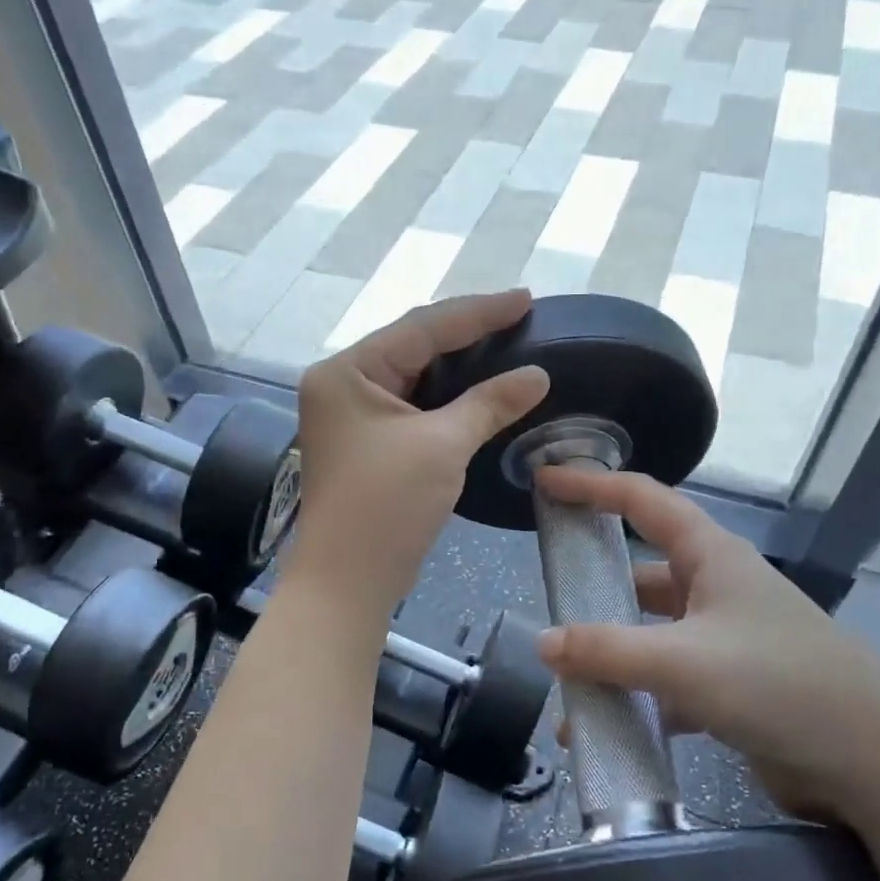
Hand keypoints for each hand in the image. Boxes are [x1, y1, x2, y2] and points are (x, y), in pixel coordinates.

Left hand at [288, 290, 549, 613]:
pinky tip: (478, 387)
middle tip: (520, 317)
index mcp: (347, 371)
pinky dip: (446, 396)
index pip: (421, 327)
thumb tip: (537, 375)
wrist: (347, 581)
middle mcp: (342, 383)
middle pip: (413, 345)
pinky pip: (411, 403)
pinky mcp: (365, 441)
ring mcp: (350, 414)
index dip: (478, 312)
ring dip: (458, 364)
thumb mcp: (442, 446)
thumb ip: (489, 402)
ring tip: (505, 342)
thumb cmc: (387, 506)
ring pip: (413, 375)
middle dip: (467, 332)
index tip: (526, 298)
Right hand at [533, 468, 879, 818]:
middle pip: (640, 574)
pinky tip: (604, 735)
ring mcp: (725, 640)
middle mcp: (716, 588)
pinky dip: (635, 701)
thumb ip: (607, 652)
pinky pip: (667, 683)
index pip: (642, 499)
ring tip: (565, 691)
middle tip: (545, 607)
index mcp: (711, 556)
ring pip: (650, 636)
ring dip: (610, 660)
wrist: (878, 767)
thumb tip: (542, 643)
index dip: (591, 484)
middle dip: (593, 591)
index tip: (544, 480)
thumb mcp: (685, 663)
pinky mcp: (732, 688)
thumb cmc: (781, 685)